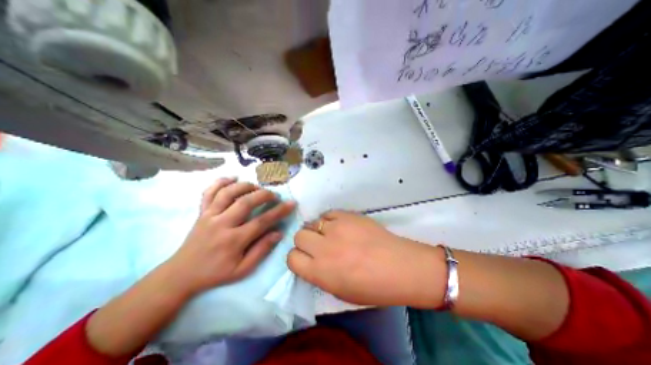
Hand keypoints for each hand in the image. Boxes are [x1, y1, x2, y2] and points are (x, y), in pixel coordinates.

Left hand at [166, 178, 294, 294]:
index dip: (279, 211)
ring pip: (228, 193)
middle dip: (264, 195)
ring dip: (245, 186)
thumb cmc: (216, 273)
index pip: (262, 221)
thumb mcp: (242, 270)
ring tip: (257, 187)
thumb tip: (278, 233)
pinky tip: (233, 178)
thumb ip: (261, 250)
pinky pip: (209, 192)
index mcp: (233, 241)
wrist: (181, 275)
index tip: (291, 203)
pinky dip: (220, 182)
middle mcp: (221, 224)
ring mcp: (209, 216)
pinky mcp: (201, 212)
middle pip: (246, 202)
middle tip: (274, 195)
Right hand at [287, 212, 444, 307]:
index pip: (292, 258)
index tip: (306, 257)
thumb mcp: (339, 292)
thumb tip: (310, 260)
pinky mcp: (347, 215)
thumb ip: (319, 275)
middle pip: (299, 235)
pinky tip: (340, 226)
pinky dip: (330, 220)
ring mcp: (336, 228)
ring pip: (312, 222)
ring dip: (318, 230)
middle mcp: (323, 248)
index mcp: (320, 272)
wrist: (399, 266)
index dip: (297, 257)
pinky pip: (329, 213)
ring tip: (331, 235)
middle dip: (305, 241)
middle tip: (318, 245)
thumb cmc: (372, 287)